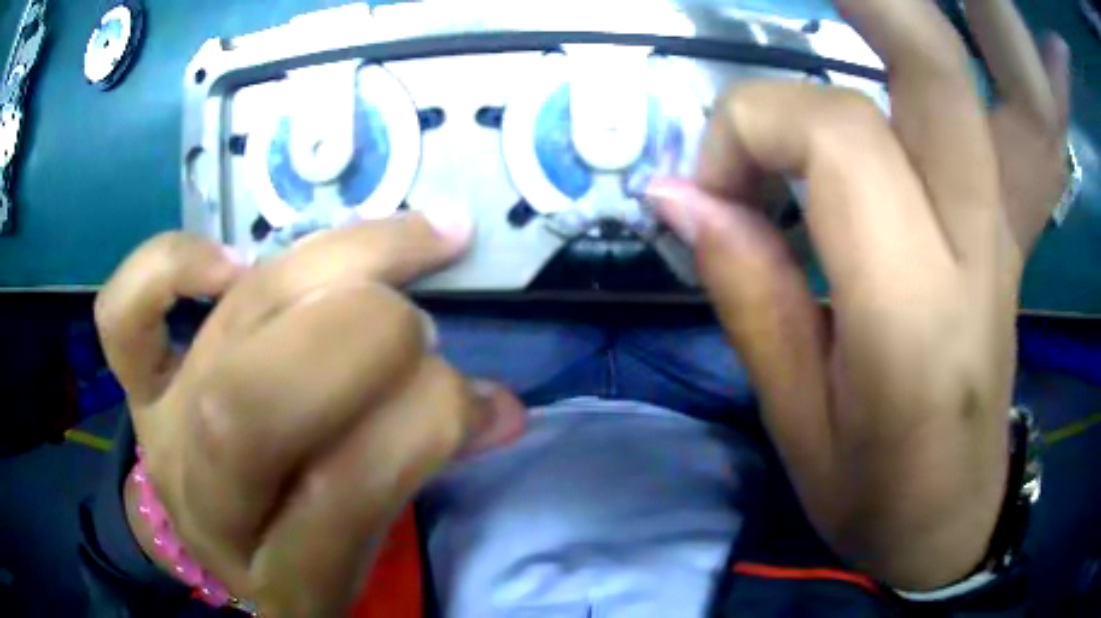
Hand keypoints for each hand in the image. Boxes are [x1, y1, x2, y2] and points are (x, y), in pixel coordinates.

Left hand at [95, 216, 524, 615]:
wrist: (214, 536)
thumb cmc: (299, 546)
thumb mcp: (367, 548)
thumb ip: (424, 473)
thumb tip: (501, 408)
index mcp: (281, 576)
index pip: (344, 495)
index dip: (423, 428)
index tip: (480, 400)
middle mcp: (208, 502)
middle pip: (262, 402)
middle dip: (368, 338)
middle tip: (420, 325)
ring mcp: (162, 431)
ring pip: (230, 326)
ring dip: (335, 267)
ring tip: (407, 246)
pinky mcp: (136, 386)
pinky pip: (125, 315)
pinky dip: (170, 266)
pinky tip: (232, 260)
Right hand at [648, 0, 1067, 589]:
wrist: (953, 523)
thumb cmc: (873, 502)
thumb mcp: (796, 426)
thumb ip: (747, 292)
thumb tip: (677, 193)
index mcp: (915, 322)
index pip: (839, 142)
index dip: (752, 129)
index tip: (708, 183)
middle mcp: (977, 249)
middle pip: (936, 69)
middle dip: (869, 3)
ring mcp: (1003, 229)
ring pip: (986, 83)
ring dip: (931, 16)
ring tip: (858, 0)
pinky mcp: (1007, 227)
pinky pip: (1008, 118)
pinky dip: (983, 61)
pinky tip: (949, 44)